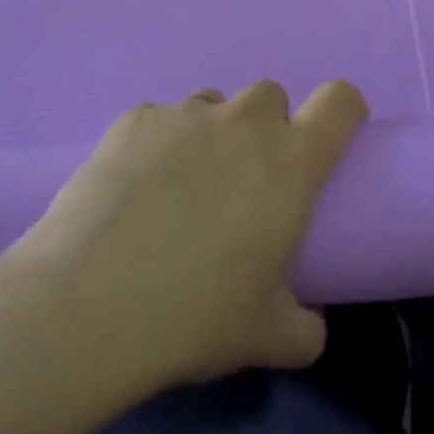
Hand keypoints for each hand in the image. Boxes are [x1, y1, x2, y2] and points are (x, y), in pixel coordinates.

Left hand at [3, 79, 367, 389]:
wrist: (90, 302)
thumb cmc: (196, 315)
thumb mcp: (268, 337)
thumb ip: (305, 327)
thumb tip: (309, 324)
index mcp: (291, 160)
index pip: (340, 101)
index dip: (342, 110)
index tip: (328, 140)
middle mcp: (243, 122)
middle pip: (271, 95)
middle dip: (266, 127)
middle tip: (244, 181)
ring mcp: (185, 114)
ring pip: (213, 104)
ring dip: (211, 134)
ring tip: (181, 187)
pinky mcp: (134, 119)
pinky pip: (159, 119)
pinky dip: (156, 144)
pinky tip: (133, 189)